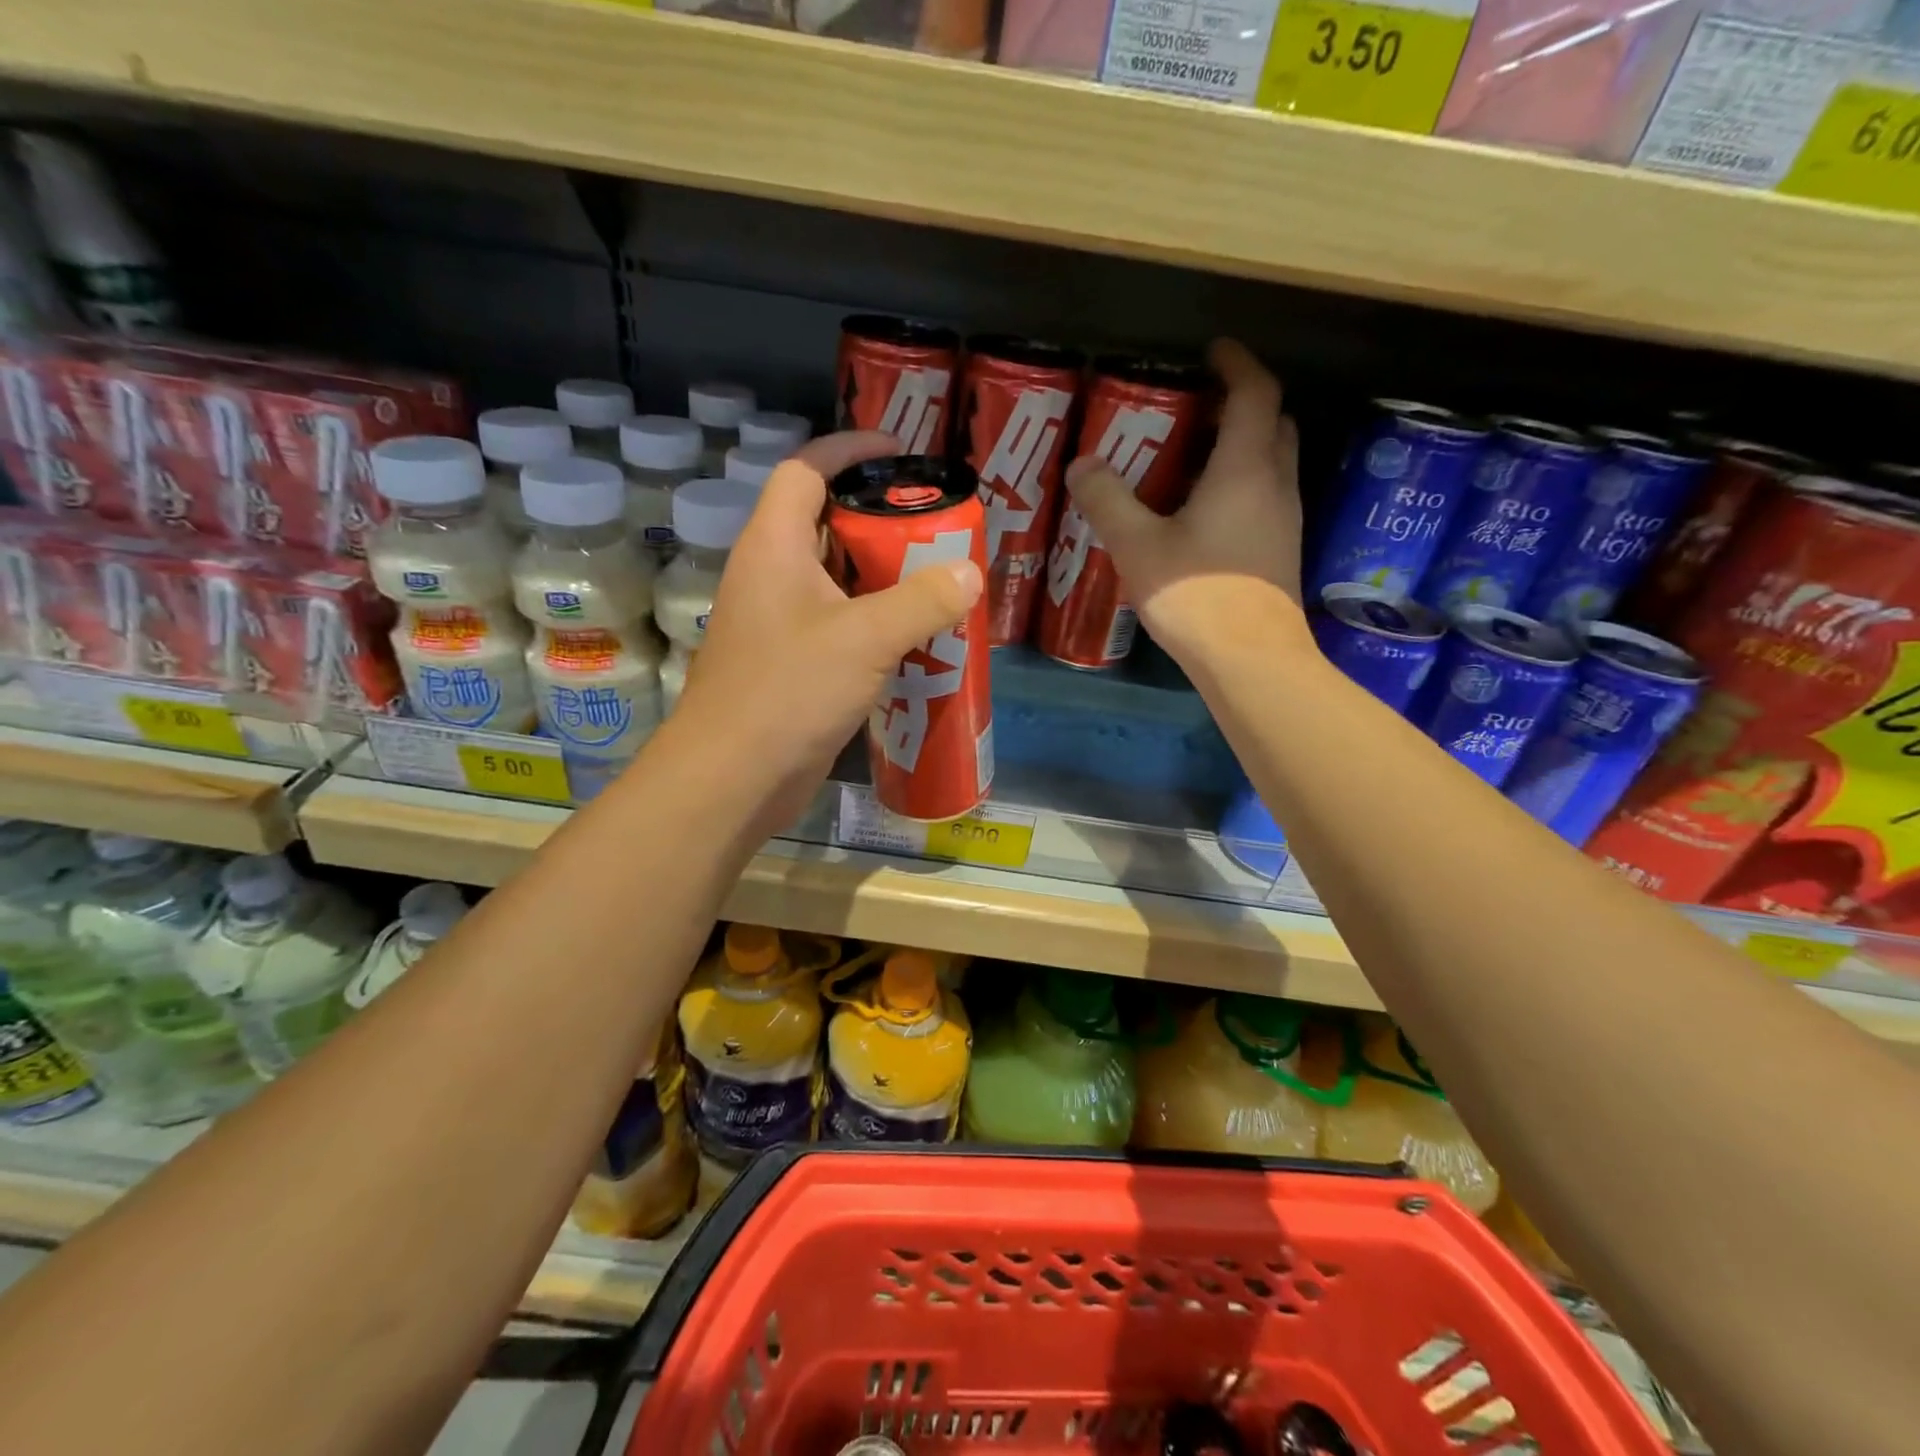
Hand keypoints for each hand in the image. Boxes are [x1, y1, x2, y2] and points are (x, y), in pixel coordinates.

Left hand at [670, 431, 983, 835]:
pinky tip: (917, 636)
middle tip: (938, 526)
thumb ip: (922, 600)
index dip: (849, 449)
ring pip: (837, 579)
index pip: (806, 470)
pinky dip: (876, 620)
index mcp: (775, 546)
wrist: (733, 778)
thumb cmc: (789, 692)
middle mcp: (773, 574)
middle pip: (827, 523)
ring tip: (940, 576)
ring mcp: (780, 622)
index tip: (901, 452)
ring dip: (884, 575)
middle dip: (881, 518)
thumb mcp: (865, 638)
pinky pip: (840, 623)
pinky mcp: (793, 663)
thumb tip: (970, 572)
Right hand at [1062, 339, 1312, 670]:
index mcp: (1245, 468)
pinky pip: (1264, 495)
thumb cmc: (1196, 595)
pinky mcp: (1279, 551)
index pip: (1255, 392)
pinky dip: (1239, 483)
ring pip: (1271, 461)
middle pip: (1273, 423)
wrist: (1250, 660)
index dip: (1236, 363)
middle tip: (1196, 407)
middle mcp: (1275, 484)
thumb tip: (1082, 464)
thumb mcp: (1138, 546)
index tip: (1212, 351)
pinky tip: (1199, 512)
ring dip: (1240, 445)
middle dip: (1241, 403)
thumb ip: (1108, 501)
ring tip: (1189, 457)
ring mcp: (1284, 519)